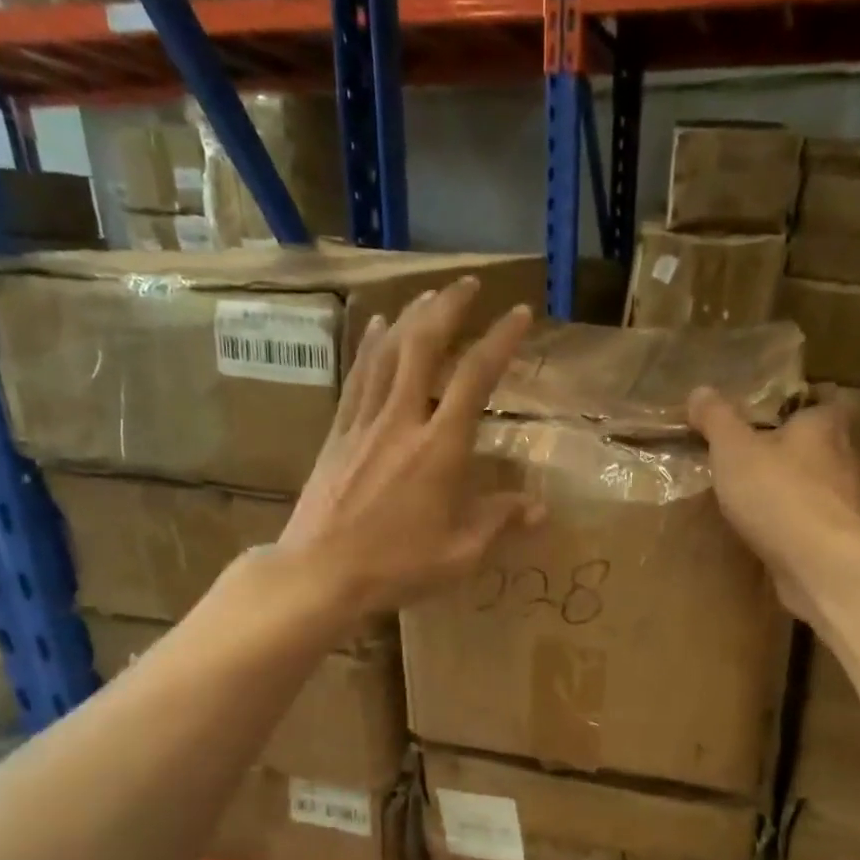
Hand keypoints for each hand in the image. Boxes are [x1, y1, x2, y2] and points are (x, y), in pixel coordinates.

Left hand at [280, 277, 543, 617]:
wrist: (320, 573)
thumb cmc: (396, 567)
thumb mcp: (460, 554)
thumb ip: (499, 522)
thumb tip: (539, 508)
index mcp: (440, 448)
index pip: (475, 378)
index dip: (500, 340)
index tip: (519, 314)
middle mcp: (403, 421)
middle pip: (424, 346)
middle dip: (449, 308)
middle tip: (467, 285)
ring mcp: (365, 423)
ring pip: (388, 353)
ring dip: (411, 318)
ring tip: (429, 296)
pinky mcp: (338, 434)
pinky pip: (358, 377)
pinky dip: (371, 346)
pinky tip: (378, 327)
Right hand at [687, 388, 859, 621]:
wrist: (819, 562)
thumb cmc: (777, 493)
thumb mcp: (733, 450)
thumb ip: (717, 420)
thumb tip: (699, 391)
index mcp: (823, 426)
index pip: (818, 405)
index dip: (795, 412)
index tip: (768, 422)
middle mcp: (845, 458)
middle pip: (819, 448)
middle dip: (791, 455)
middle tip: (755, 463)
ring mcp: (848, 503)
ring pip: (819, 489)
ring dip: (794, 494)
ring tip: (759, 504)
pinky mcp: (842, 541)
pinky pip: (815, 525)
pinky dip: (797, 528)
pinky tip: (773, 538)